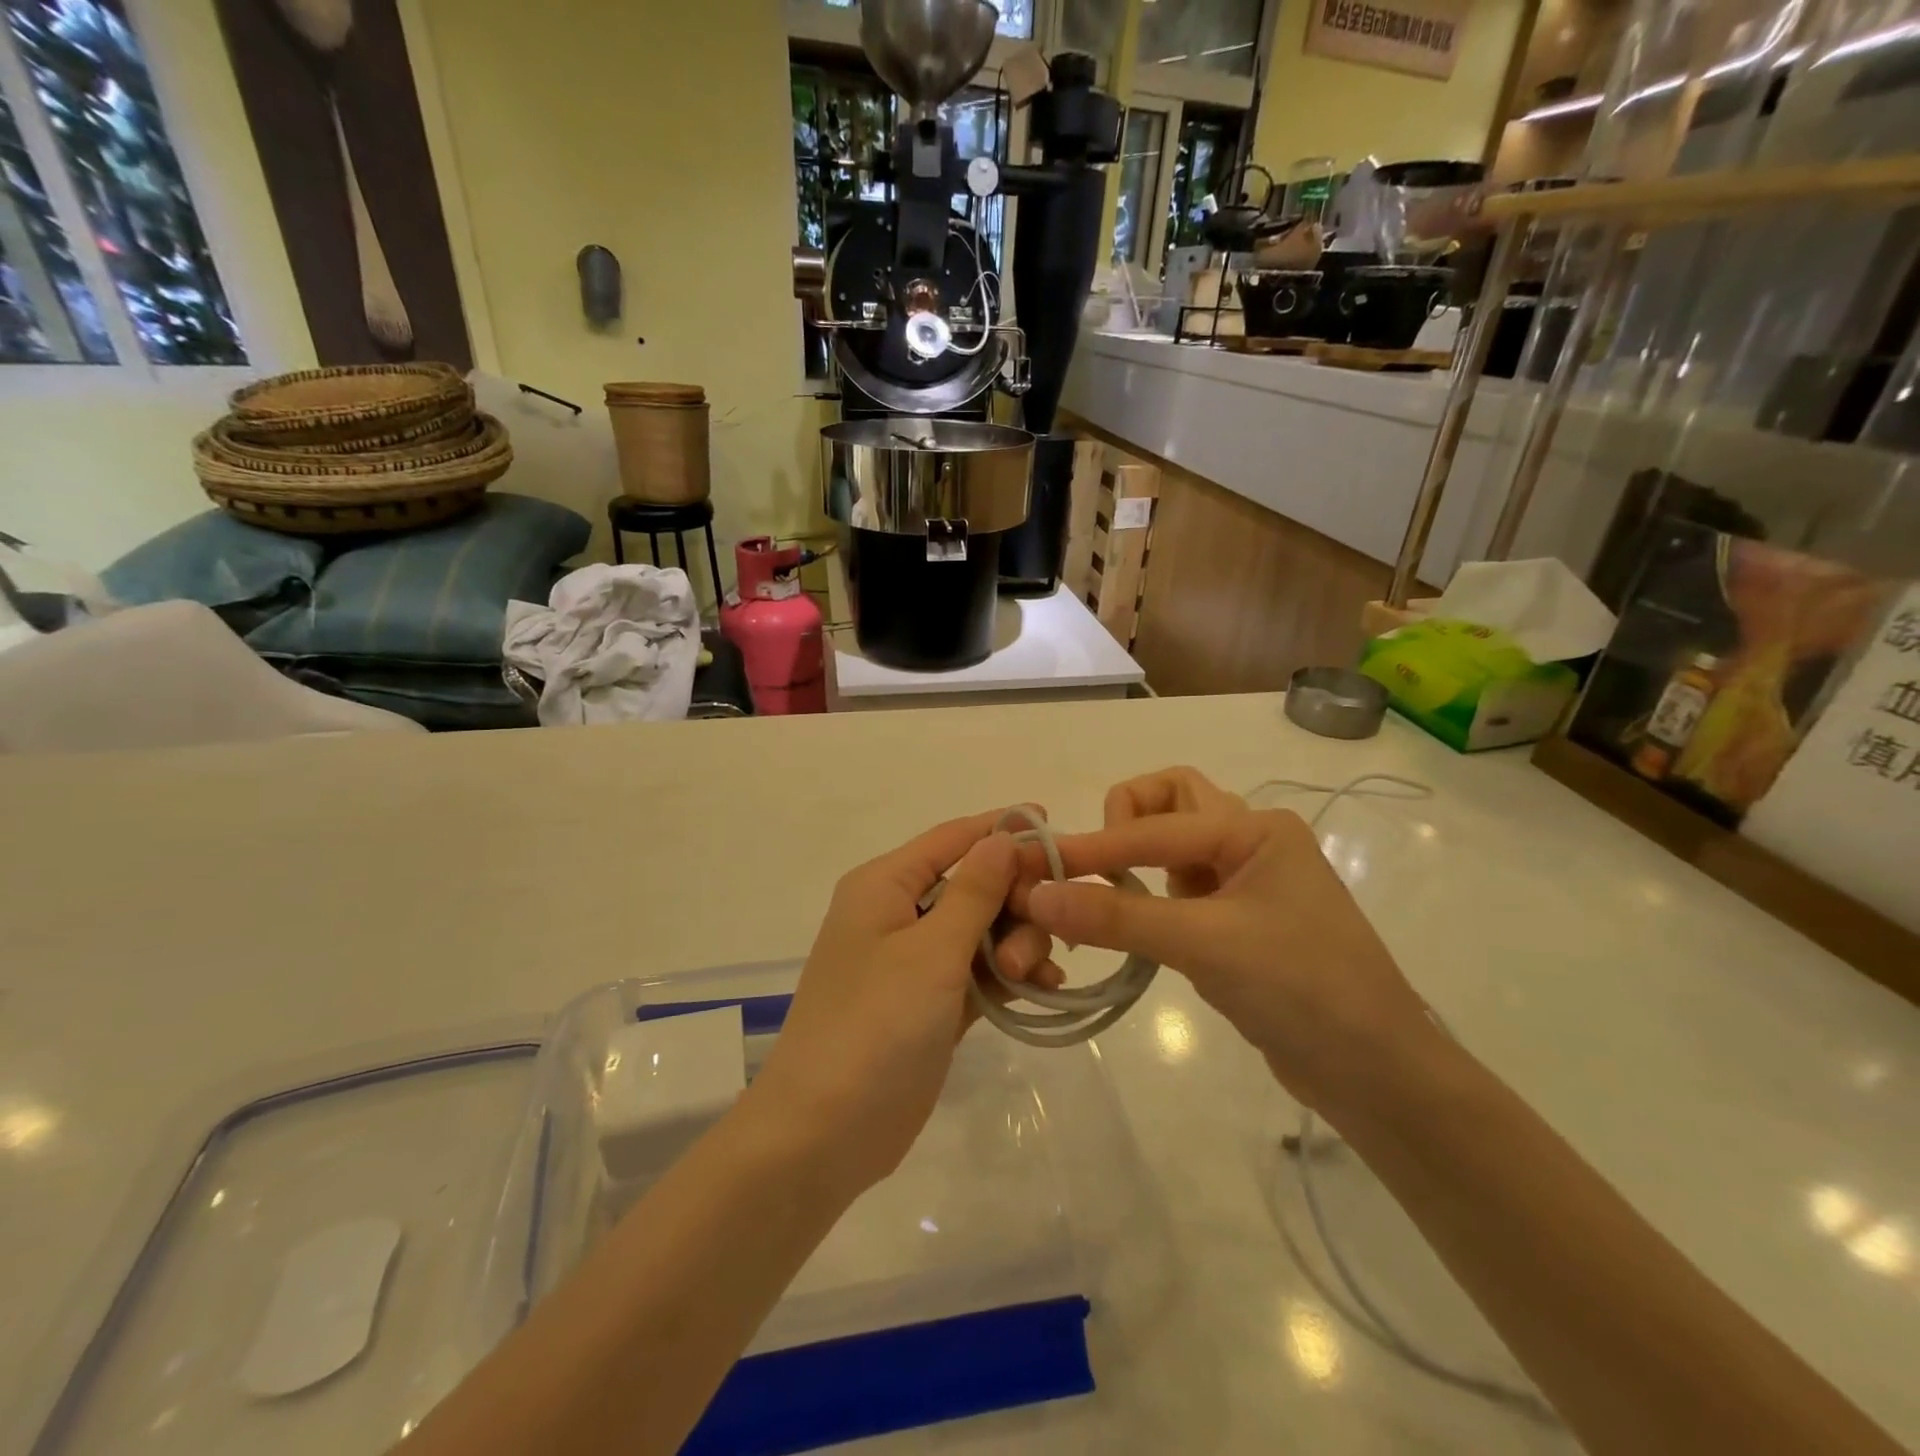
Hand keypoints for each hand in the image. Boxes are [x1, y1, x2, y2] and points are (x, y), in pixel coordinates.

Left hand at [745, 811, 1060, 1194]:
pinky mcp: (928, 1004)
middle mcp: (896, 914)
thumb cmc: (875, 1025)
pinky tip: (1044, 988)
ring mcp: (912, 963)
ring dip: (1016, 942)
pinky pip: (977, 972)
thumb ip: (974, 891)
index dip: (1000, 828)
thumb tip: (1003, 836)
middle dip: (1013, 903)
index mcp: (883, 885)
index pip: (950, 838)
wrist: (824, 1133)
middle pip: (972, 885)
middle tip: (1048, 932)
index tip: (1052, 824)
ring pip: (980, 930)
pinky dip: (1008, 975)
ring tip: (1036, 975)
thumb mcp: (931, 951)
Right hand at [1016, 768, 1435, 1112]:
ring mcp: (1246, 881)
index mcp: (1255, 828)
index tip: (1038, 867)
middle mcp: (1251, 840)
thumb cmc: (1302, 990)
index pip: (1154, 826)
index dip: (1094, 846)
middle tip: (1097, 863)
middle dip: (1126, 818)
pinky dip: (1149, 893)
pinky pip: (1181, 886)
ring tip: (1108, 895)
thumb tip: (1035, 896)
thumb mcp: (1205, 945)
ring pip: (1176, 843)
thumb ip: (1118, 917)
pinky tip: (1135, 925)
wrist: (1378, 1076)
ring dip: (1138, 854)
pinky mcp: (1238, 920)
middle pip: (1172, 800)